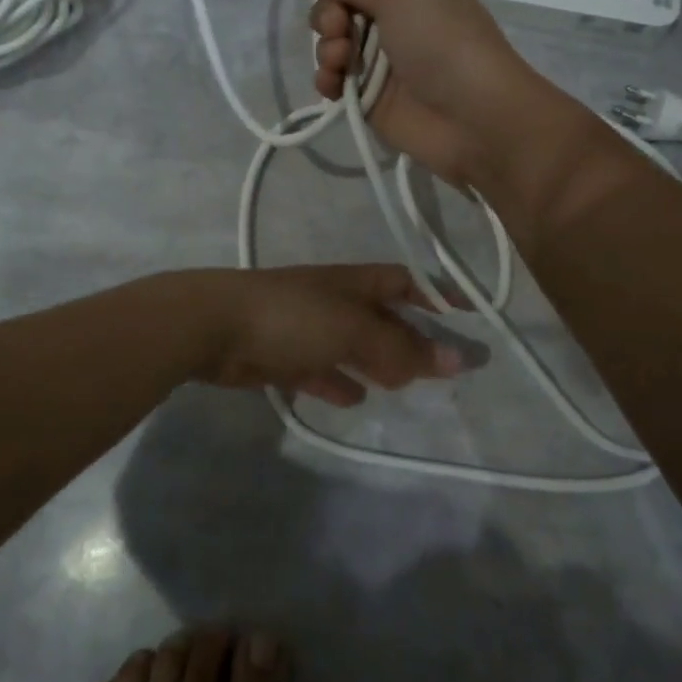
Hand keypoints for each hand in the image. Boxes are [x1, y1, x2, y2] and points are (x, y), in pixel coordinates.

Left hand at [185, 265, 460, 407]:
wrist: (215, 327)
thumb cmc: (293, 318)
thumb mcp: (354, 330)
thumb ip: (403, 349)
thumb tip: (458, 361)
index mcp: (354, 283)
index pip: (405, 282)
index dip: (436, 295)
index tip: (466, 316)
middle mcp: (334, 301)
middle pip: (382, 318)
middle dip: (409, 339)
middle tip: (438, 369)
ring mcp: (307, 328)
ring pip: (352, 346)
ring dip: (375, 363)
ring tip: (401, 386)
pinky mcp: (283, 356)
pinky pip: (320, 370)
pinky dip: (338, 382)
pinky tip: (353, 399)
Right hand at [286, 0, 600, 190]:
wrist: (475, 119)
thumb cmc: (444, 43)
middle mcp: (393, 19)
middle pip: (339, 3)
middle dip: (328, 12)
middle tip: (340, 26)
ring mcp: (380, 61)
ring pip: (332, 42)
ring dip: (326, 46)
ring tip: (340, 60)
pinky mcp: (369, 98)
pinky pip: (333, 80)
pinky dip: (327, 79)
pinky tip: (333, 85)